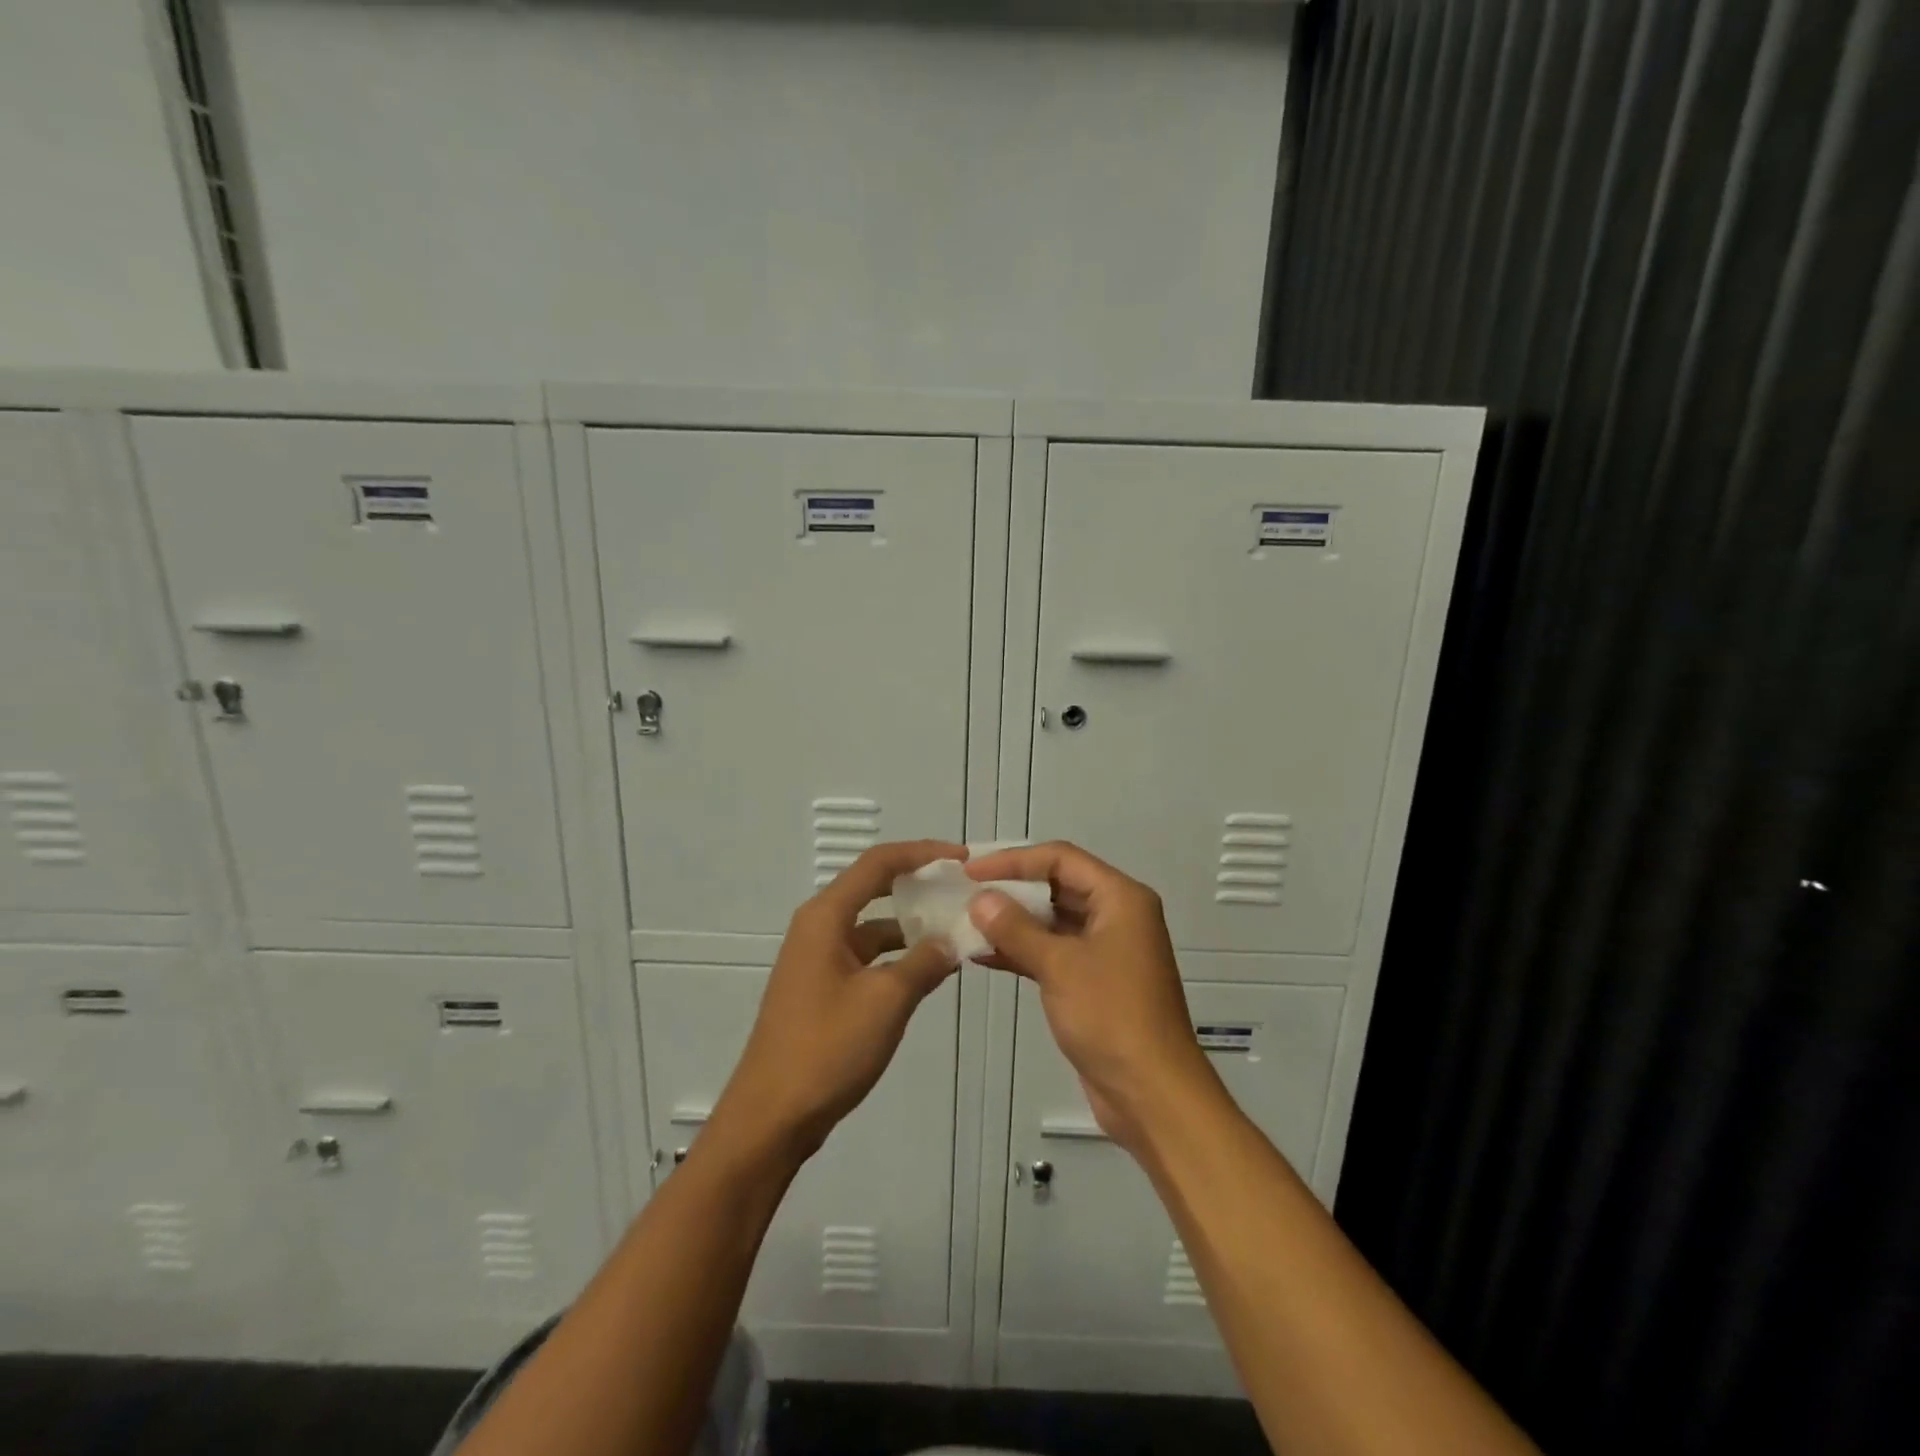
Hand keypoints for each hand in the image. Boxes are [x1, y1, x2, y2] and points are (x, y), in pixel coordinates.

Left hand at [709, 840, 966, 1164]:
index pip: (878, 863)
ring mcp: (818, 960)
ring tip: (956, 930)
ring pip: (872, 926)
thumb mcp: (887, 1000)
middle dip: (918, 884)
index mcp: (826, 917)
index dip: (922, 852)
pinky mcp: (822, 989)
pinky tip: (929, 971)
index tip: (961, 857)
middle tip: (961, 887)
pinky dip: (898, 957)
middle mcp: (818, 928)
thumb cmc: (827, 1049)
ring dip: (911, 926)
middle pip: (873, 888)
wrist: (771, 1118)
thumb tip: (951, 941)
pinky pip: (867, 957)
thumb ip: (924, 962)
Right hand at [965, 841, 1217, 1154]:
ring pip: (1053, 921)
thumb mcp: (1059, 966)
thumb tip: (980, 899)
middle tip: (965, 894)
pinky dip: (1022, 951)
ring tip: (966, 923)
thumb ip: (1016, 928)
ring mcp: (1106, 951)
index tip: (973, 872)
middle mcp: (1116, 916)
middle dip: (1012, 890)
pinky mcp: (1094, 982)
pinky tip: (983, 956)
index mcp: (1120, 898)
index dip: (1015, 860)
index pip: (1061, 858)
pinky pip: (1053, 952)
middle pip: (1058, 886)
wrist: (1152, 1094)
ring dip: (1013, 922)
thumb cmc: (1111, 1017)